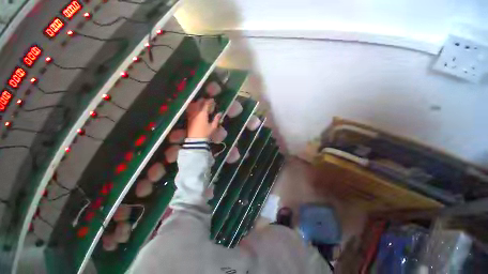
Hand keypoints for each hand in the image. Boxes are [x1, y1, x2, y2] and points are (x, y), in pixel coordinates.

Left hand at [187, 98, 221, 138]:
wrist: (195, 140)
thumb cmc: (205, 133)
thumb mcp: (213, 127)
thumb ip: (216, 119)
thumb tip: (220, 113)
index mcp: (202, 114)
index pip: (206, 104)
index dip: (209, 101)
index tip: (213, 100)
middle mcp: (196, 112)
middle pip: (198, 103)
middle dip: (203, 101)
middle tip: (207, 101)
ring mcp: (191, 115)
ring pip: (193, 106)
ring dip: (197, 103)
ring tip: (201, 104)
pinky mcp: (189, 119)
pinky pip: (191, 110)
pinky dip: (194, 108)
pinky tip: (196, 110)